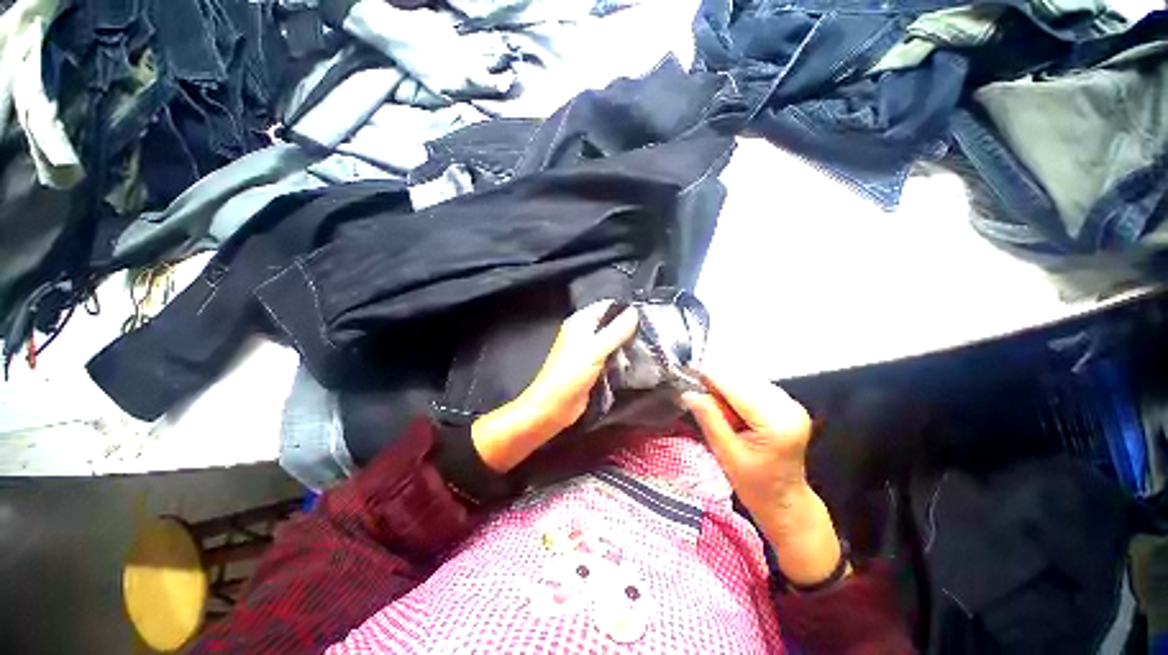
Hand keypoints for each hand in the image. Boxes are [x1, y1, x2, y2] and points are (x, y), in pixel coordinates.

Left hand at [472, 300, 638, 472]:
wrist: (553, 407)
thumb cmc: (570, 375)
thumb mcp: (595, 350)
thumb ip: (616, 331)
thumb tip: (634, 312)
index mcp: (580, 322)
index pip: (607, 306)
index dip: (626, 309)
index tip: (648, 315)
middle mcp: (583, 333)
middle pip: (611, 323)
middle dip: (630, 327)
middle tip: (652, 333)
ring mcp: (587, 350)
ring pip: (612, 341)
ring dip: (627, 344)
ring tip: (650, 346)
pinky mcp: (592, 366)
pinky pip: (610, 356)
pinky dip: (622, 357)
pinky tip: (637, 361)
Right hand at [681, 368, 812, 513]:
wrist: (785, 500)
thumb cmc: (756, 485)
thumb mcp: (726, 454)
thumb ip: (709, 419)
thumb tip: (689, 394)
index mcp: (776, 424)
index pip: (738, 389)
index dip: (712, 379)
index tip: (690, 376)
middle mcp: (789, 409)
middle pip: (744, 380)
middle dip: (719, 385)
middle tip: (701, 399)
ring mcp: (791, 405)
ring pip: (749, 381)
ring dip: (728, 389)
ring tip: (718, 410)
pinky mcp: (788, 405)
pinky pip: (756, 387)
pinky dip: (738, 393)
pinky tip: (732, 410)